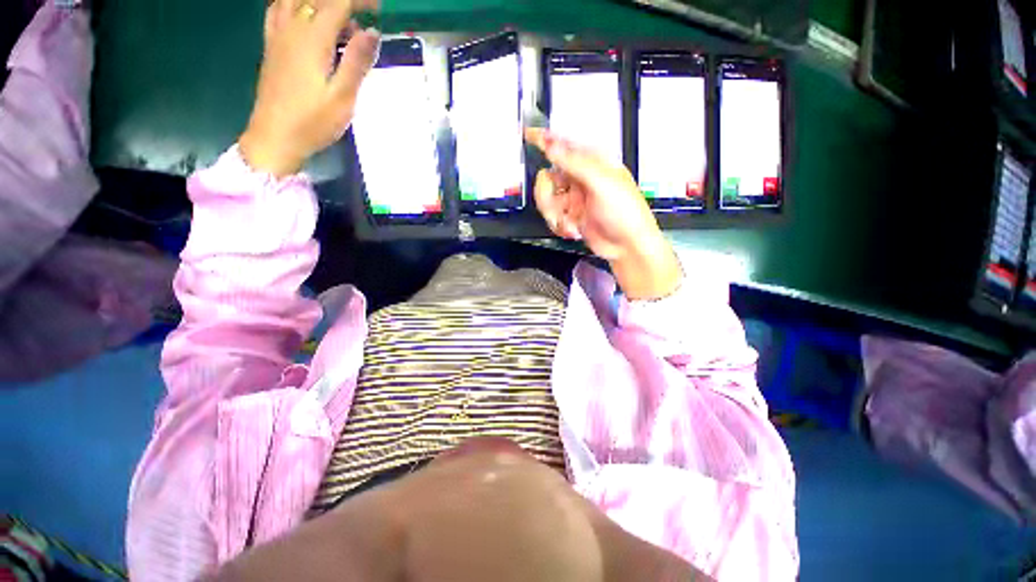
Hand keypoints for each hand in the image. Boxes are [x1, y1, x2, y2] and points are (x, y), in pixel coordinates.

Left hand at [239, 0, 380, 176]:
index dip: (360, 1)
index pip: (338, 3)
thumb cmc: (313, 122)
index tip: (379, 9)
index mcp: (312, 39)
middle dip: (344, 2)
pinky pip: (278, 9)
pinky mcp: (271, 46)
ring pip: (294, 0)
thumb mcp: (343, 98)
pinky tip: (306, 16)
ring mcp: (278, 36)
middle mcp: (292, 28)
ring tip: (340, 21)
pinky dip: (294, 5)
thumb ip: (357, 62)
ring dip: (319, 3)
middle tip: (365, 15)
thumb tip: (372, 32)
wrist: (275, 137)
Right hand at [525, 128, 681, 300]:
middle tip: (554, 207)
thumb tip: (551, 145)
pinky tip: (573, 230)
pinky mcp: (570, 216)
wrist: (626, 246)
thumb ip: (575, 164)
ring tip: (568, 223)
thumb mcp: (602, 183)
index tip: (528, 136)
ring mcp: (574, 199)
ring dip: (553, 214)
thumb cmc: (625, 211)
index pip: (564, 146)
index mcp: (592, 164)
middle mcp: (580, 179)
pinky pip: (551, 216)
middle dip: (547, 196)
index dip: (546, 140)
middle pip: (547, 178)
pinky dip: (558, 225)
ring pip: (546, 199)